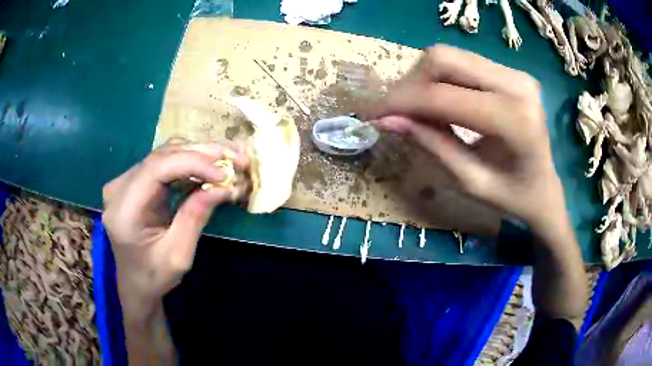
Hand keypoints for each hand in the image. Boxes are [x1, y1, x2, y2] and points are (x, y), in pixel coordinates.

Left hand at [102, 139, 248, 315]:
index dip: (192, 163)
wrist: (135, 282)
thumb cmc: (154, 276)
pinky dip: (189, 163)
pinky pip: (164, 163)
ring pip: (165, 154)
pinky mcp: (134, 181)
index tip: (224, 174)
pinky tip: (209, 168)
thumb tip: (223, 186)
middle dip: (201, 154)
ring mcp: (125, 181)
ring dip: (198, 155)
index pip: (156, 168)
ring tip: (228, 161)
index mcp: (124, 210)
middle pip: (162, 156)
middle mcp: (119, 188)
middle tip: (237, 158)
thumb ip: (195, 217)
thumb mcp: (178, 255)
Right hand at [367, 45, 564, 232]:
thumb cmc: (514, 197)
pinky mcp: (511, 72)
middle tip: (396, 111)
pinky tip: (438, 102)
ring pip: (450, 56)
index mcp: (515, 120)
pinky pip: (463, 63)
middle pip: (444, 59)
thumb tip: (388, 119)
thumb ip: (432, 144)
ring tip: (415, 109)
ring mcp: (516, 73)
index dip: (403, 102)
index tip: (375, 114)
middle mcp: (517, 84)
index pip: (445, 96)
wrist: (546, 188)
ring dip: (423, 79)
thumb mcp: (470, 181)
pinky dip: (440, 79)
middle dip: (411, 83)